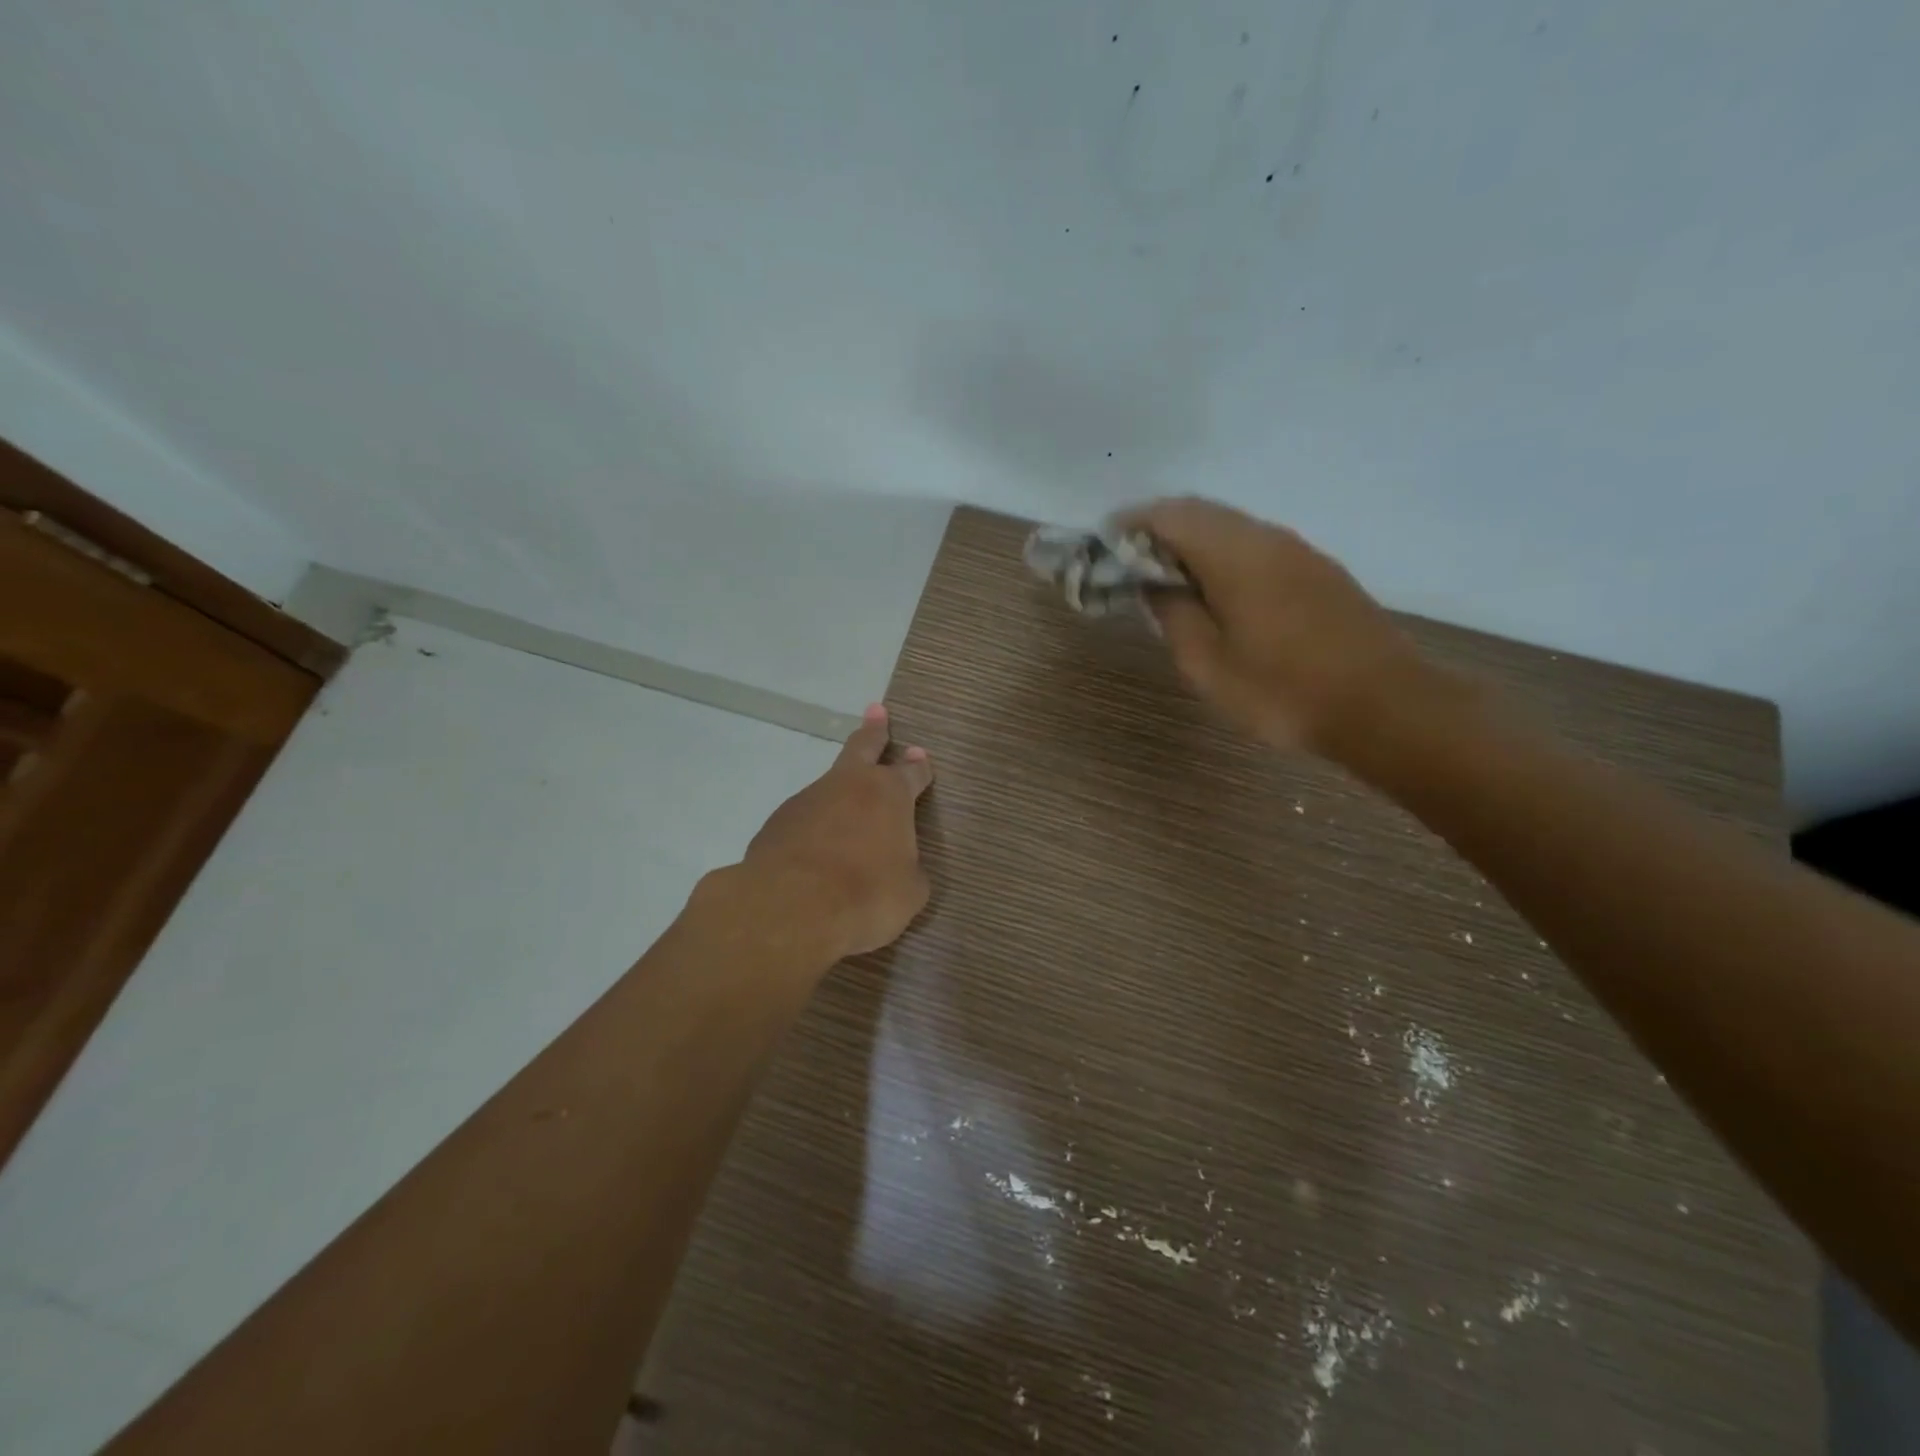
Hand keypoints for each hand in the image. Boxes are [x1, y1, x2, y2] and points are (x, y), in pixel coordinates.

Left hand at [738, 703, 933, 959]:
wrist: (791, 908)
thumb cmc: (867, 895)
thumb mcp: (908, 891)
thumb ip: (907, 870)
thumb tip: (899, 867)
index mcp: (889, 795)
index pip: (911, 773)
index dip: (919, 767)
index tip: (921, 756)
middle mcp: (848, 786)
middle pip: (863, 747)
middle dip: (874, 730)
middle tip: (876, 711)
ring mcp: (808, 800)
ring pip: (829, 787)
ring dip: (839, 794)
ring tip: (845, 819)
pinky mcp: (777, 823)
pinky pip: (804, 820)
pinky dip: (813, 829)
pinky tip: (814, 852)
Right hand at [1118, 497, 1428, 756]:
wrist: (1385, 707)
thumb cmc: (1283, 690)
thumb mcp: (1208, 664)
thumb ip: (1173, 614)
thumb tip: (1154, 583)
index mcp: (1235, 553)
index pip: (1169, 515)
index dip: (1130, 525)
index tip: (1104, 548)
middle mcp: (1267, 537)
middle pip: (1201, 512)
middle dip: (1158, 530)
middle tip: (1128, 564)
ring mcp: (1298, 551)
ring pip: (1231, 527)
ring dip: (1192, 542)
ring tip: (1165, 579)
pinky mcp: (1317, 571)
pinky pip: (1255, 545)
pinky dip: (1221, 555)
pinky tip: (1215, 592)